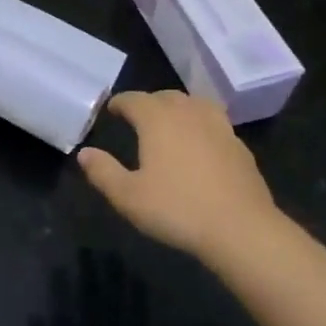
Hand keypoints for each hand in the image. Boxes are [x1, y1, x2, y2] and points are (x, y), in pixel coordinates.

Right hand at [77, 91, 282, 259]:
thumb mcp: (128, 197)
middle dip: (149, 102)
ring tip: (171, 122)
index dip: (120, 102)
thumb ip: (103, 172)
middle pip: (166, 97)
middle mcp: (188, 114)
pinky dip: (201, 125)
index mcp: (158, 120)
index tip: (111, 109)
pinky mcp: (239, 146)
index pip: (134, 100)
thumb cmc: (177, 210)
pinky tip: (200, 144)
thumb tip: (84, 153)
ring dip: (179, 108)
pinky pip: (215, 123)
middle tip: (138, 116)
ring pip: (195, 104)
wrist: (240, 229)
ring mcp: (218, 128)